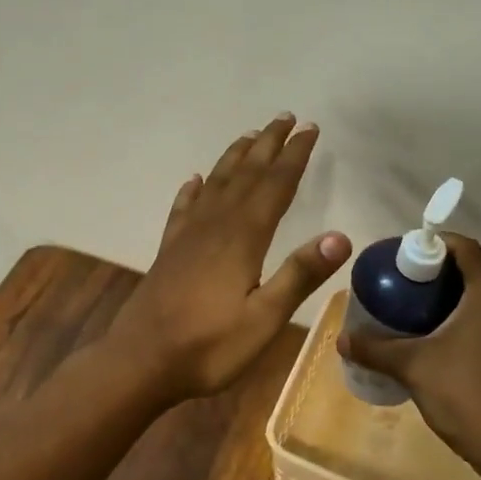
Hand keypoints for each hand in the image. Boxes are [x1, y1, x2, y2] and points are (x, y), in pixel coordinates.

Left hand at [106, 113, 350, 402]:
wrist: (140, 361)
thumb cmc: (208, 346)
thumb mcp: (264, 320)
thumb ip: (299, 275)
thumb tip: (340, 236)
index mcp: (243, 237)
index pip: (275, 185)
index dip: (294, 156)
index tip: (310, 129)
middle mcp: (215, 225)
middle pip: (246, 174)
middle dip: (268, 145)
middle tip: (285, 118)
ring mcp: (187, 236)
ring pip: (216, 184)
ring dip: (234, 158)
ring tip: (249, 136)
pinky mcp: (169, 250)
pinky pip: (183, 208)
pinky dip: (193, 190)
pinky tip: (195, 181)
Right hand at [334, 234, 480, 472]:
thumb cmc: (465, 393)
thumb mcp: (412, 366)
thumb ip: (375, 349)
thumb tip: (341, 339)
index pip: (466, 247)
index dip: (435, 243)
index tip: (404, 254)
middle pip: (475, 268)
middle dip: (439, 269)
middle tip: (403, 280)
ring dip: (453, 293)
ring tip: (415, 305)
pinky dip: (465, 315)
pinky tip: (438, 336)